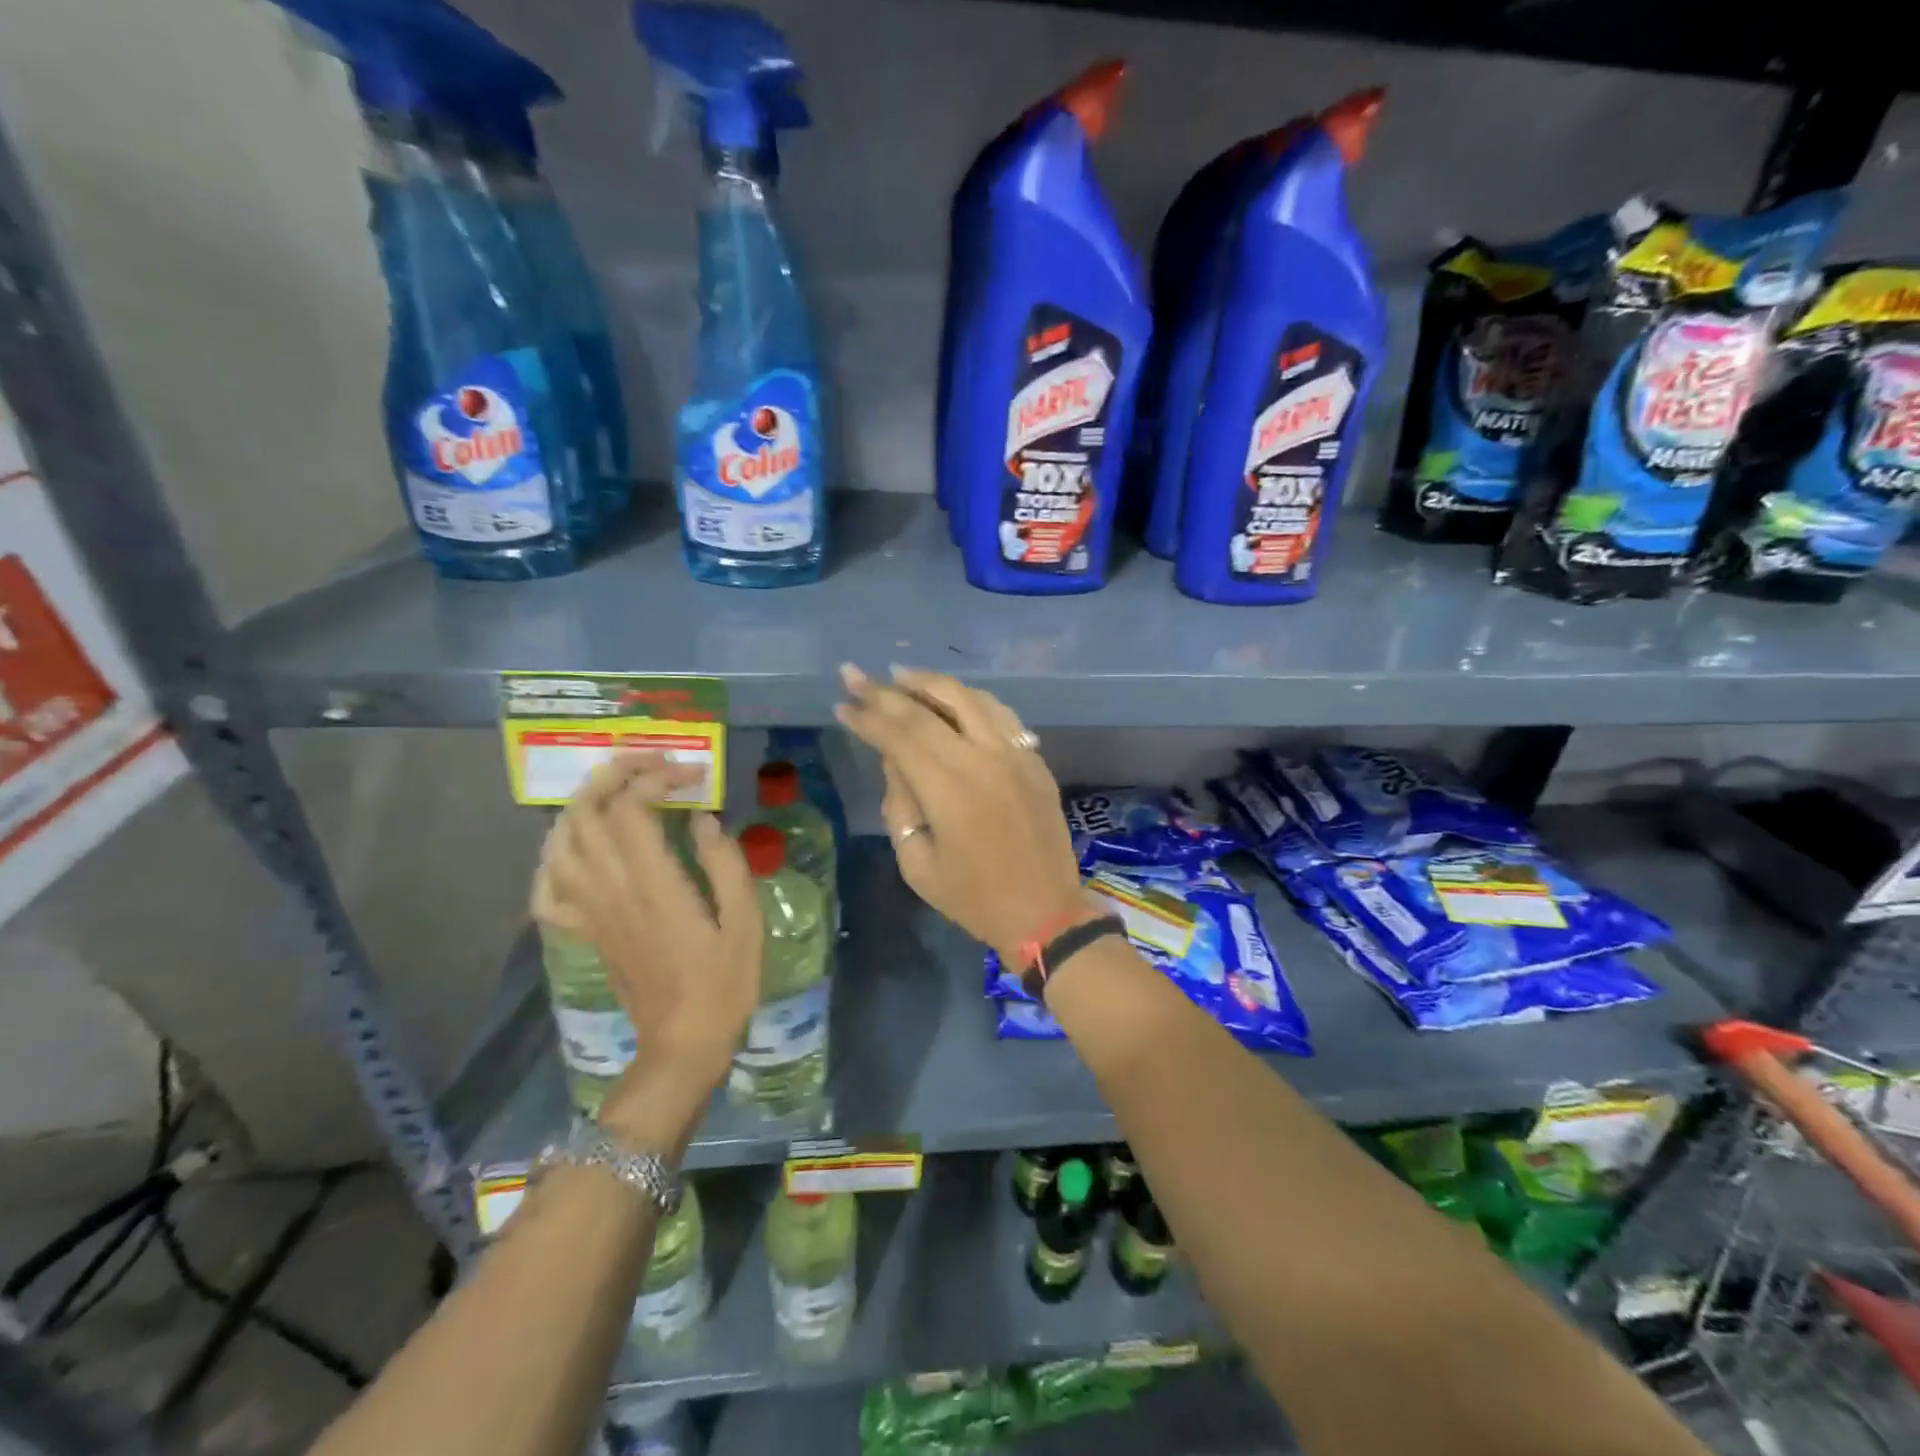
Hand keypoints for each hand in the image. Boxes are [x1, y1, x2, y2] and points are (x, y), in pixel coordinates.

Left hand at [532, 755, 761, 1139]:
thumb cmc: (725, 983)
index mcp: (654, 886)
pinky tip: (576, 850)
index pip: (631, 809)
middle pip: (585, 815)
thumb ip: (725, 865)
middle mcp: (612, 892)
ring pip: (559, 845)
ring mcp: (592, 913)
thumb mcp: (745, 922)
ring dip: (580, 806)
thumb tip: (703, 820)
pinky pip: (548, 893)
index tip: (691, 775)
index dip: (654, 778)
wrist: (684, 1045)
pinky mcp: (586, 934)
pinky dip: (552, 862)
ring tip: (613, 792)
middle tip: (648, 764)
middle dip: (611, 775)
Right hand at [835, 665, 1085, 963]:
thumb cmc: (974, 898)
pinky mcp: (1035, 759)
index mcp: (949, 789)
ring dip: (931, 683)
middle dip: (885, 690)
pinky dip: (971, 699)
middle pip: (928, 709)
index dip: (867, 716)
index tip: (842, 703)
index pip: (899, 735)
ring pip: (969, 699)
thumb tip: (894, 760)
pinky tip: (953, 698)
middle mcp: (982, 758)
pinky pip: (1000, 714)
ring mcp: (1015, 754)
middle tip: (855, 674)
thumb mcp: (918, 864)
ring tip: (901, 675)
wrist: (1044, 912)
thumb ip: (900, 805)